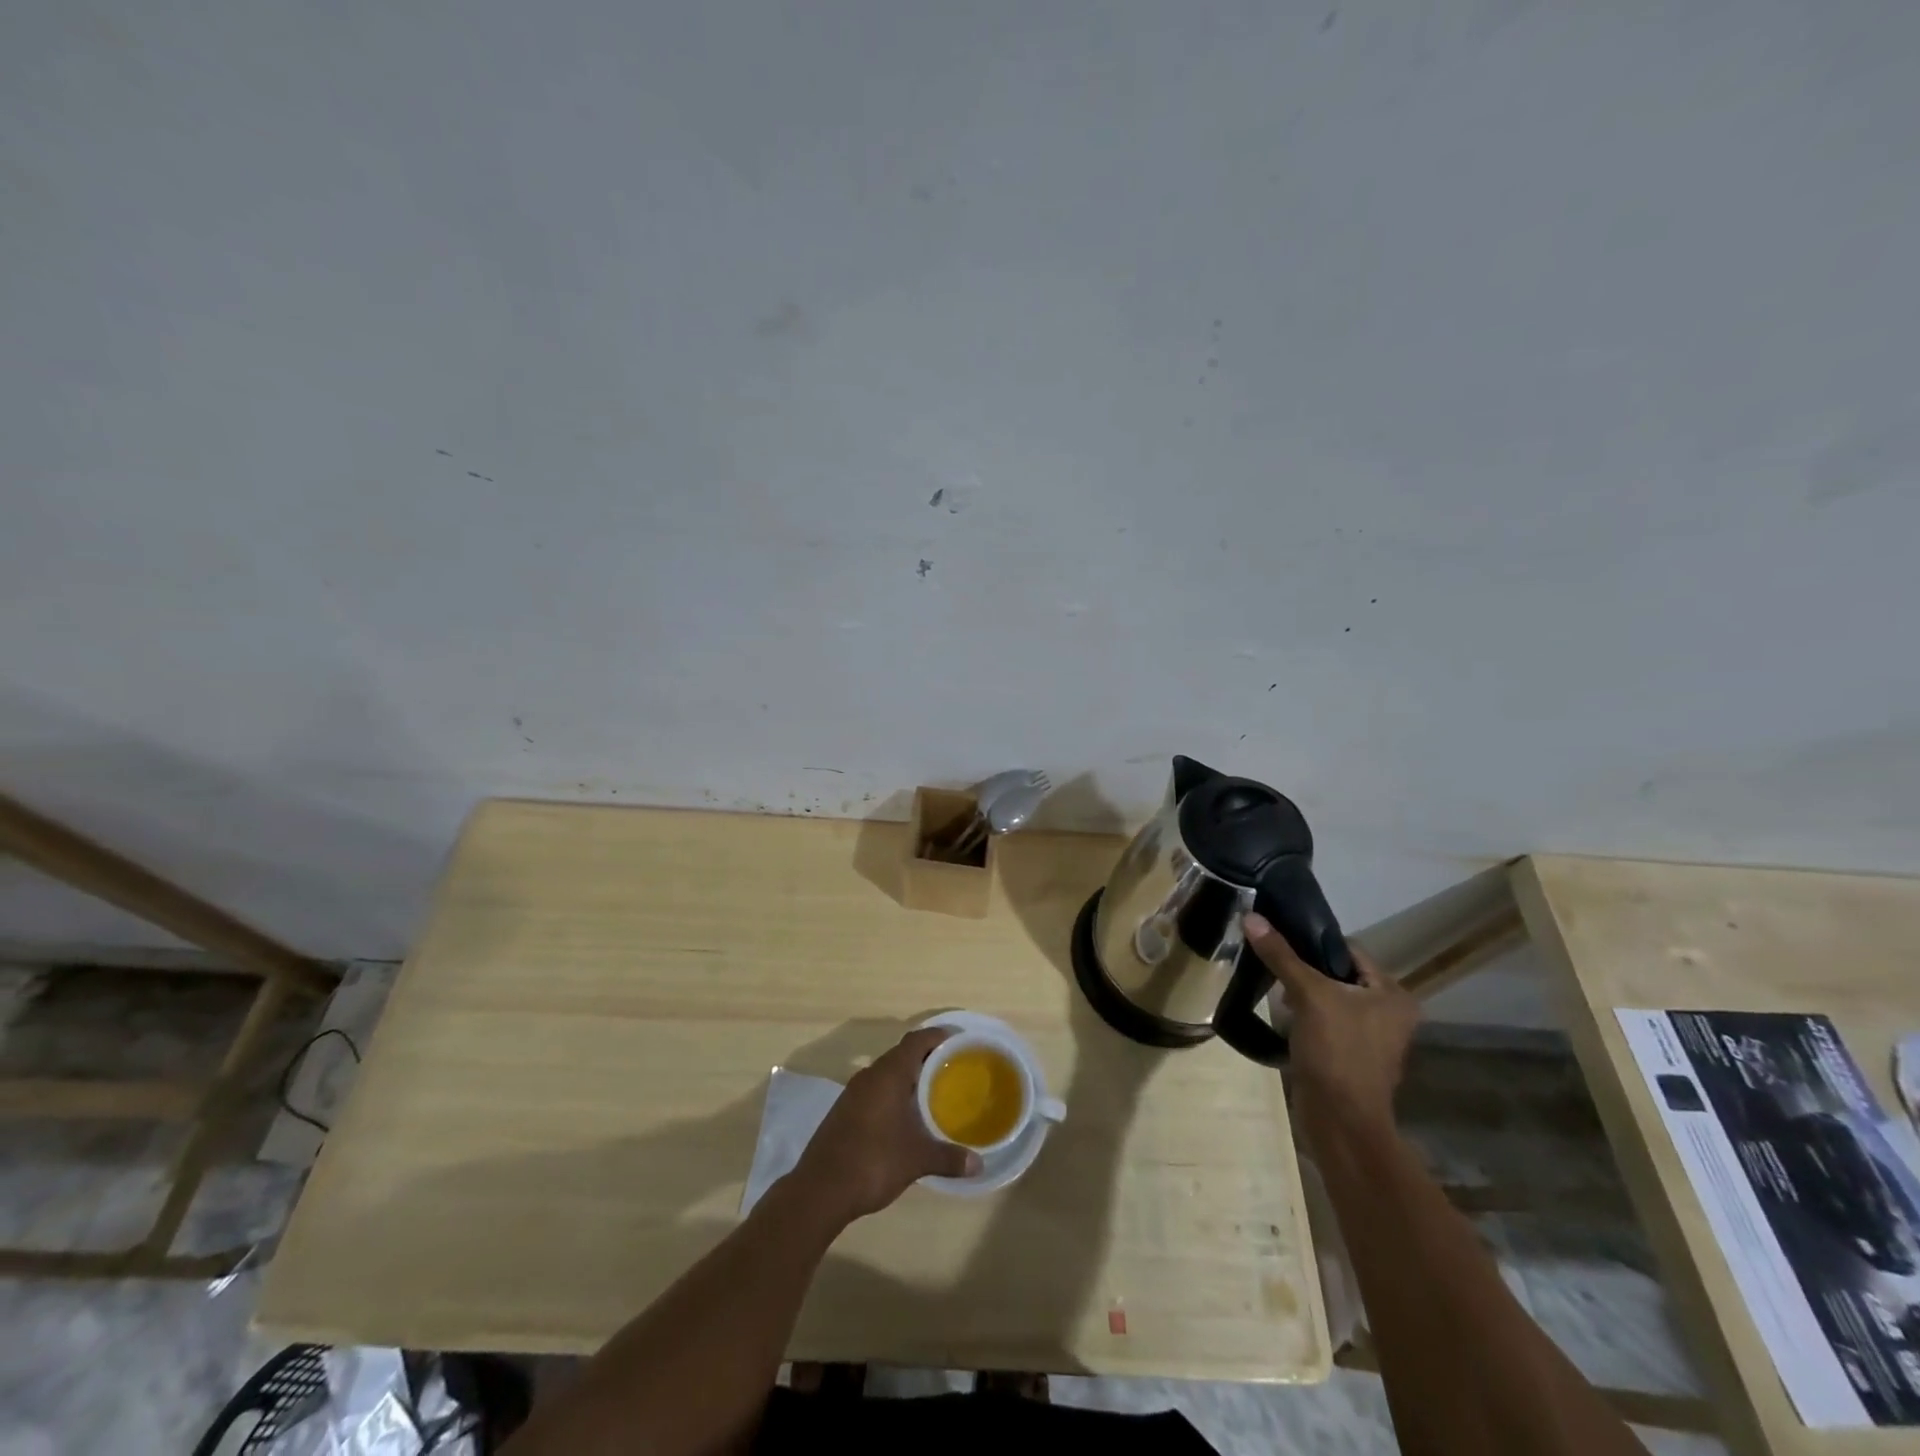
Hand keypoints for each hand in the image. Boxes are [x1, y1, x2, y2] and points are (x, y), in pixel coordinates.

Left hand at [788, 1028, 979, 1223]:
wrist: (820, 1190)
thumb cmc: (873, 1162)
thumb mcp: (916, 1160)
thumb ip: (948, 1158)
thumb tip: (979, 1164)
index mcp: (888, 1075)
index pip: (916, 1041)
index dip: (937, 1037)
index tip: (957, 1041)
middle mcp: (870, 1075)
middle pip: (901, 1054)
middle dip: (926, 1058)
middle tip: (951, 1069)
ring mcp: (853, 1093)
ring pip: (886, 1073)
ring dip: (907, 1078)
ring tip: (932, 1092)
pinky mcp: (843, 1110)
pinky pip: (874, 1090)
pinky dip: (892, 1094)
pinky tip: (904, 1116)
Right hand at [1244, 913, 1417, 1131]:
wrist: (1341, 1122)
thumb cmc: (1337, 1052)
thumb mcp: (1308, 996)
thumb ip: (1281, 955)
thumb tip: (1251, 916)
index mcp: (1392, 994)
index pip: (1348, 950)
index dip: (1313, 942)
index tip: (1279, 939)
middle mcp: (1389, 1012)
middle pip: (1338, 974)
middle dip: (1305, 970)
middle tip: (1273, 966)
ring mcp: (1372, 1037)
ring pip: (1330, 999)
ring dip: (1303, 994)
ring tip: (1274, 989)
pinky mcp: (1351, 1056)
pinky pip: (1326, 1022)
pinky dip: (1306, 1017)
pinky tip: (1283, 1017)